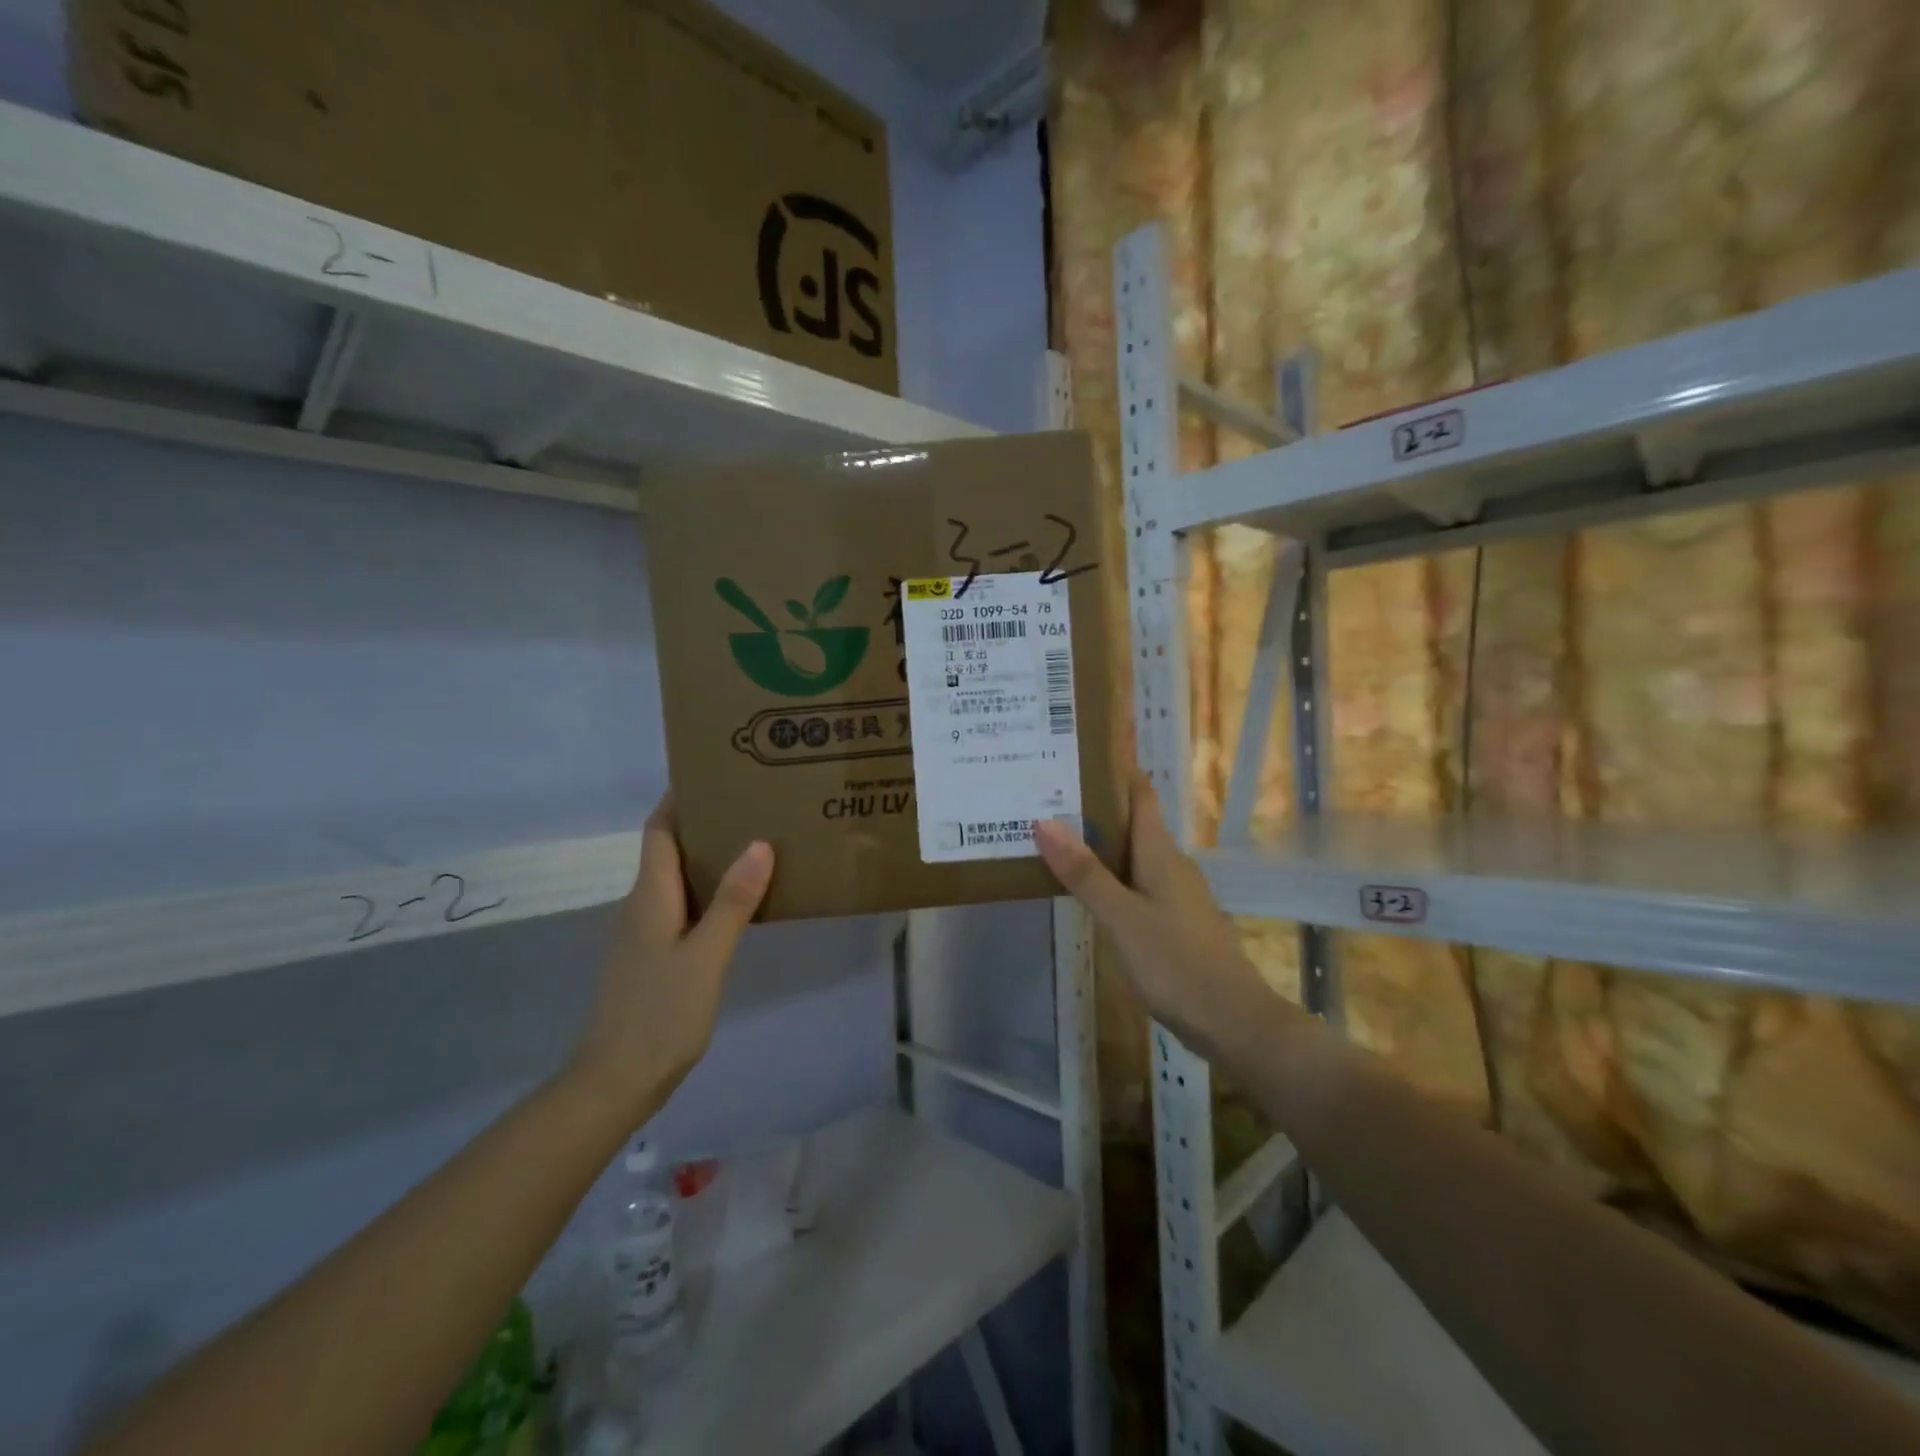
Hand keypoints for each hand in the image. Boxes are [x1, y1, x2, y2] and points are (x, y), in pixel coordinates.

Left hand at [568, 798, 773, 1121]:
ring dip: (707, 859)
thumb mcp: (707, 955)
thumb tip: (759, 843)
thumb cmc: (661, 1013)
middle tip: (750, 807)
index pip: (659, 830)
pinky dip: (706, 893)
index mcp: (650, 896)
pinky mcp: (651, 957)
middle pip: (668, 850)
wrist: (616, 1081)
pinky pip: (681, 908)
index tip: (712, 774)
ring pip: (676, 880)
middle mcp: (641, 906)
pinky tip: (738, 904)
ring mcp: (643, 933)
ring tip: (754, 846)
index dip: (678, 799)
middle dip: (703, 824)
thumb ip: (733, 901)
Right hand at [1035, 774, 1295, 1061]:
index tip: (1075, 754)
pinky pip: (1137, 885)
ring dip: (1099, 845)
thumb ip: (1084, 872)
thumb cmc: (1176, 962)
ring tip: (1055, 839)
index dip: (1114, 770)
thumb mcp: (1121, 917)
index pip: (1140, 794)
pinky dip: (1110, 878)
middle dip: (1093, 808)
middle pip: (1132, 823)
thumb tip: (1044, 821)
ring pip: (1132, 857)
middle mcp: (1171, 865)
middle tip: (1045, 797)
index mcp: (1160, 853)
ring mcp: (1176, 895)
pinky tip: (1086, 892)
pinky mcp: (1175, 922)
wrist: (1234, 1022)